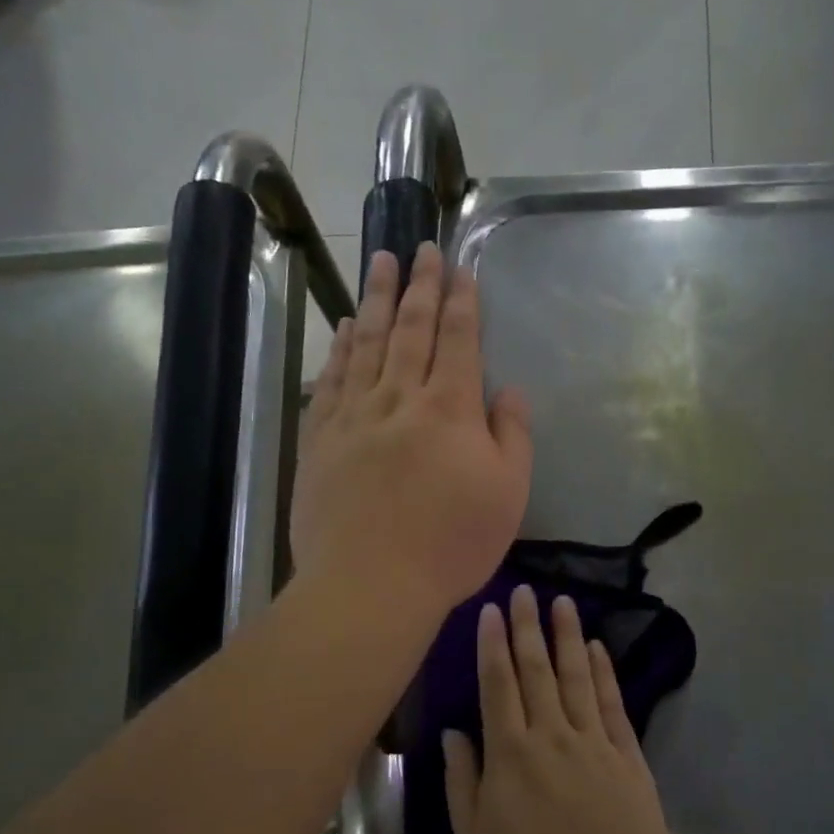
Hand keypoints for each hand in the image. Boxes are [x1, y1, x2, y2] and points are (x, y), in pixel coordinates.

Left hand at [290, 243, 532, 624]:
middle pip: (410, 329)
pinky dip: (339, 350)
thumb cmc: (450, 545)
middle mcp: (400, 398)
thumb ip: (513, 437)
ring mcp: (354, 417)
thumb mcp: (508, 495)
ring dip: (375, 300)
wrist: (369, 584)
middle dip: (418, 285)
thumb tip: (510, 392)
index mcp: (450, 409)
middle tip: (420, 248)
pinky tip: (344, 329)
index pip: (458, 340)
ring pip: (366, 344)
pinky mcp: (320, 440)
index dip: (461, 301)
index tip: (460, 268)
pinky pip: (331, 381)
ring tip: (380, 263)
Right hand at [444, 586, 681, 833]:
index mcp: (510, 753)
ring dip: (567, 636)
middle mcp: (551, 734)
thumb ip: (462, 782)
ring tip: (563, 602)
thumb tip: (452, 734)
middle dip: (528, 626)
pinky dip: (605, 672)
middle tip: (524, 590)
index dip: (493, 644)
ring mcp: (593, 742)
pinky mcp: (627, 756)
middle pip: (536, 669)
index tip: (491, 611)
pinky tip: (598, 648)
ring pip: (577, 676)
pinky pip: (612, 704)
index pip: (498, 684)